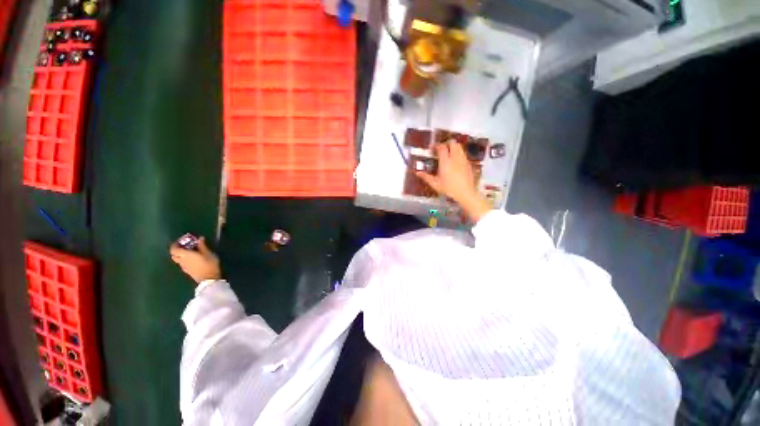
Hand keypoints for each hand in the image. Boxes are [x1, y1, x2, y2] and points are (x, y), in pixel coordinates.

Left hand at [169, 237, 220, 283]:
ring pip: (178, 260)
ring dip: (181, 255)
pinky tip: (193, 260)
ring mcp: (184, 267)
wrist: (209, 279)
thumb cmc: (209, 264)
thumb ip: (202, 246)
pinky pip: (183, 264)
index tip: (181, 241)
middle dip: (177, 250)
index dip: (175, 244)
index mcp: (185, 255)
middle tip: (186, 246)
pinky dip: (185, 260)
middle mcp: (182, 261)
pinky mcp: (187, 271)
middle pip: (174, 255)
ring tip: (190, 252)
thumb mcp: (208, 253)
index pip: (174, 249)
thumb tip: (200, 238)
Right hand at [416, 141, 491, 221]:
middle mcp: (455, 158)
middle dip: (446, 143)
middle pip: (452, 143)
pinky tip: (455, 163)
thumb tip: (417, 172)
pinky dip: (458, 154)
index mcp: (446, 162)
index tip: (432, 149)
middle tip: (441, 150)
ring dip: (453, 147)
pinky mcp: (469, 163)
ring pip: (459, 147)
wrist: (466, 193)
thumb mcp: (435, 184)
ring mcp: (463, 160)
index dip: (436, 146)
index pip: (441, 147)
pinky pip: (463, 154)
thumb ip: (426, 177)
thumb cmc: (449, 189)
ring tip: (448, 155)